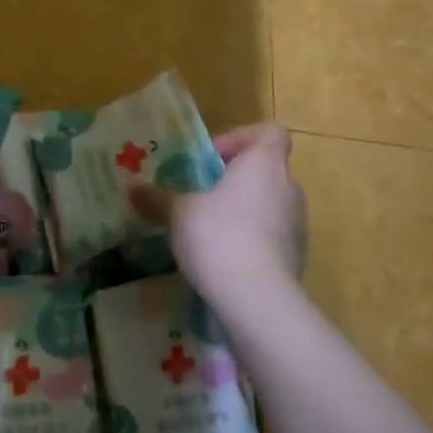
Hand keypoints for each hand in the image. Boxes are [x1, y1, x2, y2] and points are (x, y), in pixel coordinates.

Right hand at [129, 124, 305, 317]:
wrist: (258, 300)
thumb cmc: (218, 235)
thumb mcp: (177, 213)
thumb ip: (157, 198)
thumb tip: (134, 190)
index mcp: (264, 164)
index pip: (270, 132)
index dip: (241, 138)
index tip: (213, 160)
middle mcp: (289, 187)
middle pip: (267, 169)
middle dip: (235, 179)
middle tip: (202, 195)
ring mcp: (298, 224)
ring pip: (270, 203)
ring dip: (244, 210)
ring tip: (210, 230)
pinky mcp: (298, 256)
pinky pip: (273, 235)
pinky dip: (253, 239)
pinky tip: (225, 259)